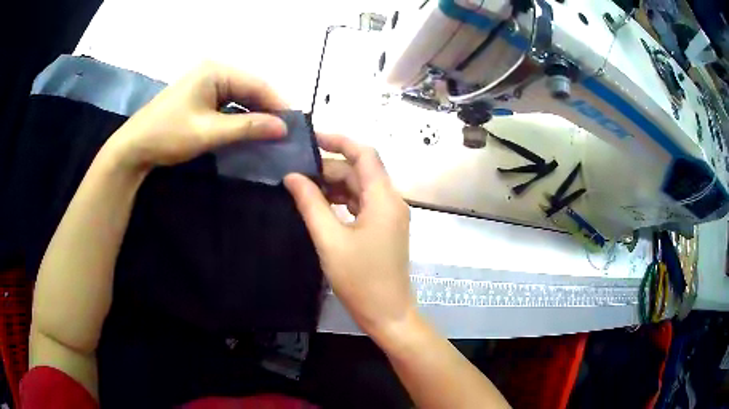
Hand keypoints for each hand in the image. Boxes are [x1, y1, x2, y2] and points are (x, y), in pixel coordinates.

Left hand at [105, 61, 287, 169]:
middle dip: (268, 109)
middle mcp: (214, 70)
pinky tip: (251, 128)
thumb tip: (283, 127)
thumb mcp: (209, 132)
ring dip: (256, 113)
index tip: (296, 124)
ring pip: (241, 95)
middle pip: (251, 87)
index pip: (257, 83)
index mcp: (216, 70)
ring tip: (273, 132)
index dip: (278, 103)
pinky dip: (241, 115)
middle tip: (286, 131)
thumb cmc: (168, 135)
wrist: (134, 147)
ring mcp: (207, 81)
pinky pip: (229, 102)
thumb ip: (247, 127)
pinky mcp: (202, 94)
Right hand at [284, 134, 414, 339]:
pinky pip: (362, 204)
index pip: (364, 154)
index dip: (339, 141)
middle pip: (360, 171)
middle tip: (296, 173)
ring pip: (360, 188)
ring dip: (334, 185)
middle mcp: (391, 200)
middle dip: (329, 168)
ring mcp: (389, 215)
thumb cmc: (360, 280)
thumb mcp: (330, 240)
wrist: (388, 314)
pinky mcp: (384, 228)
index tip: (311, 138)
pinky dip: (342, 201)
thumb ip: (311, 204)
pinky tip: (320, 205)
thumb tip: (292, 177)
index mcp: (383, 198)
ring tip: (302, 188)